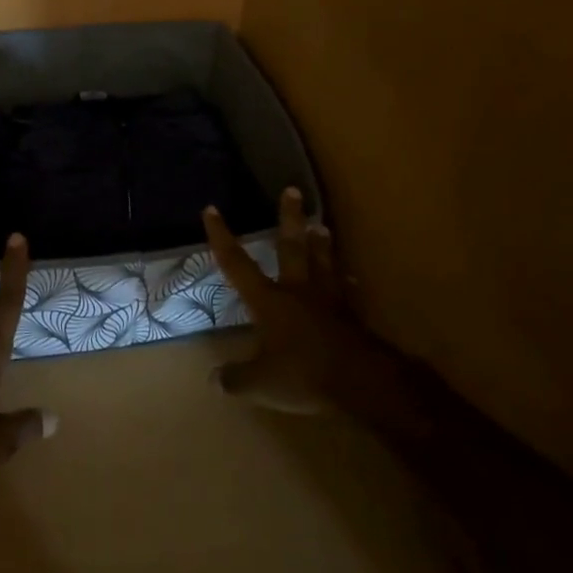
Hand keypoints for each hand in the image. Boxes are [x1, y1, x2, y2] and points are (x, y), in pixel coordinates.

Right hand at [203, 187, 382, 414]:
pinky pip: (346, 292)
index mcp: (269, 300)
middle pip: (292, 247)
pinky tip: (350, 280)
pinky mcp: (352, 317)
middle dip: (289, 219)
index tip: (212, 209)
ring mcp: (329, 301)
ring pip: (323, 263)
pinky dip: (345, 283)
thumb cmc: (303, 374)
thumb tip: (214, 379)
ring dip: (322, 244)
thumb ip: (236, 378)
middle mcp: (297, 291)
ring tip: (322, 225)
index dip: (222, 237)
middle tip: (292, 190)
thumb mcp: (260, 382)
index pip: (237, 263)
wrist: (361, 381)